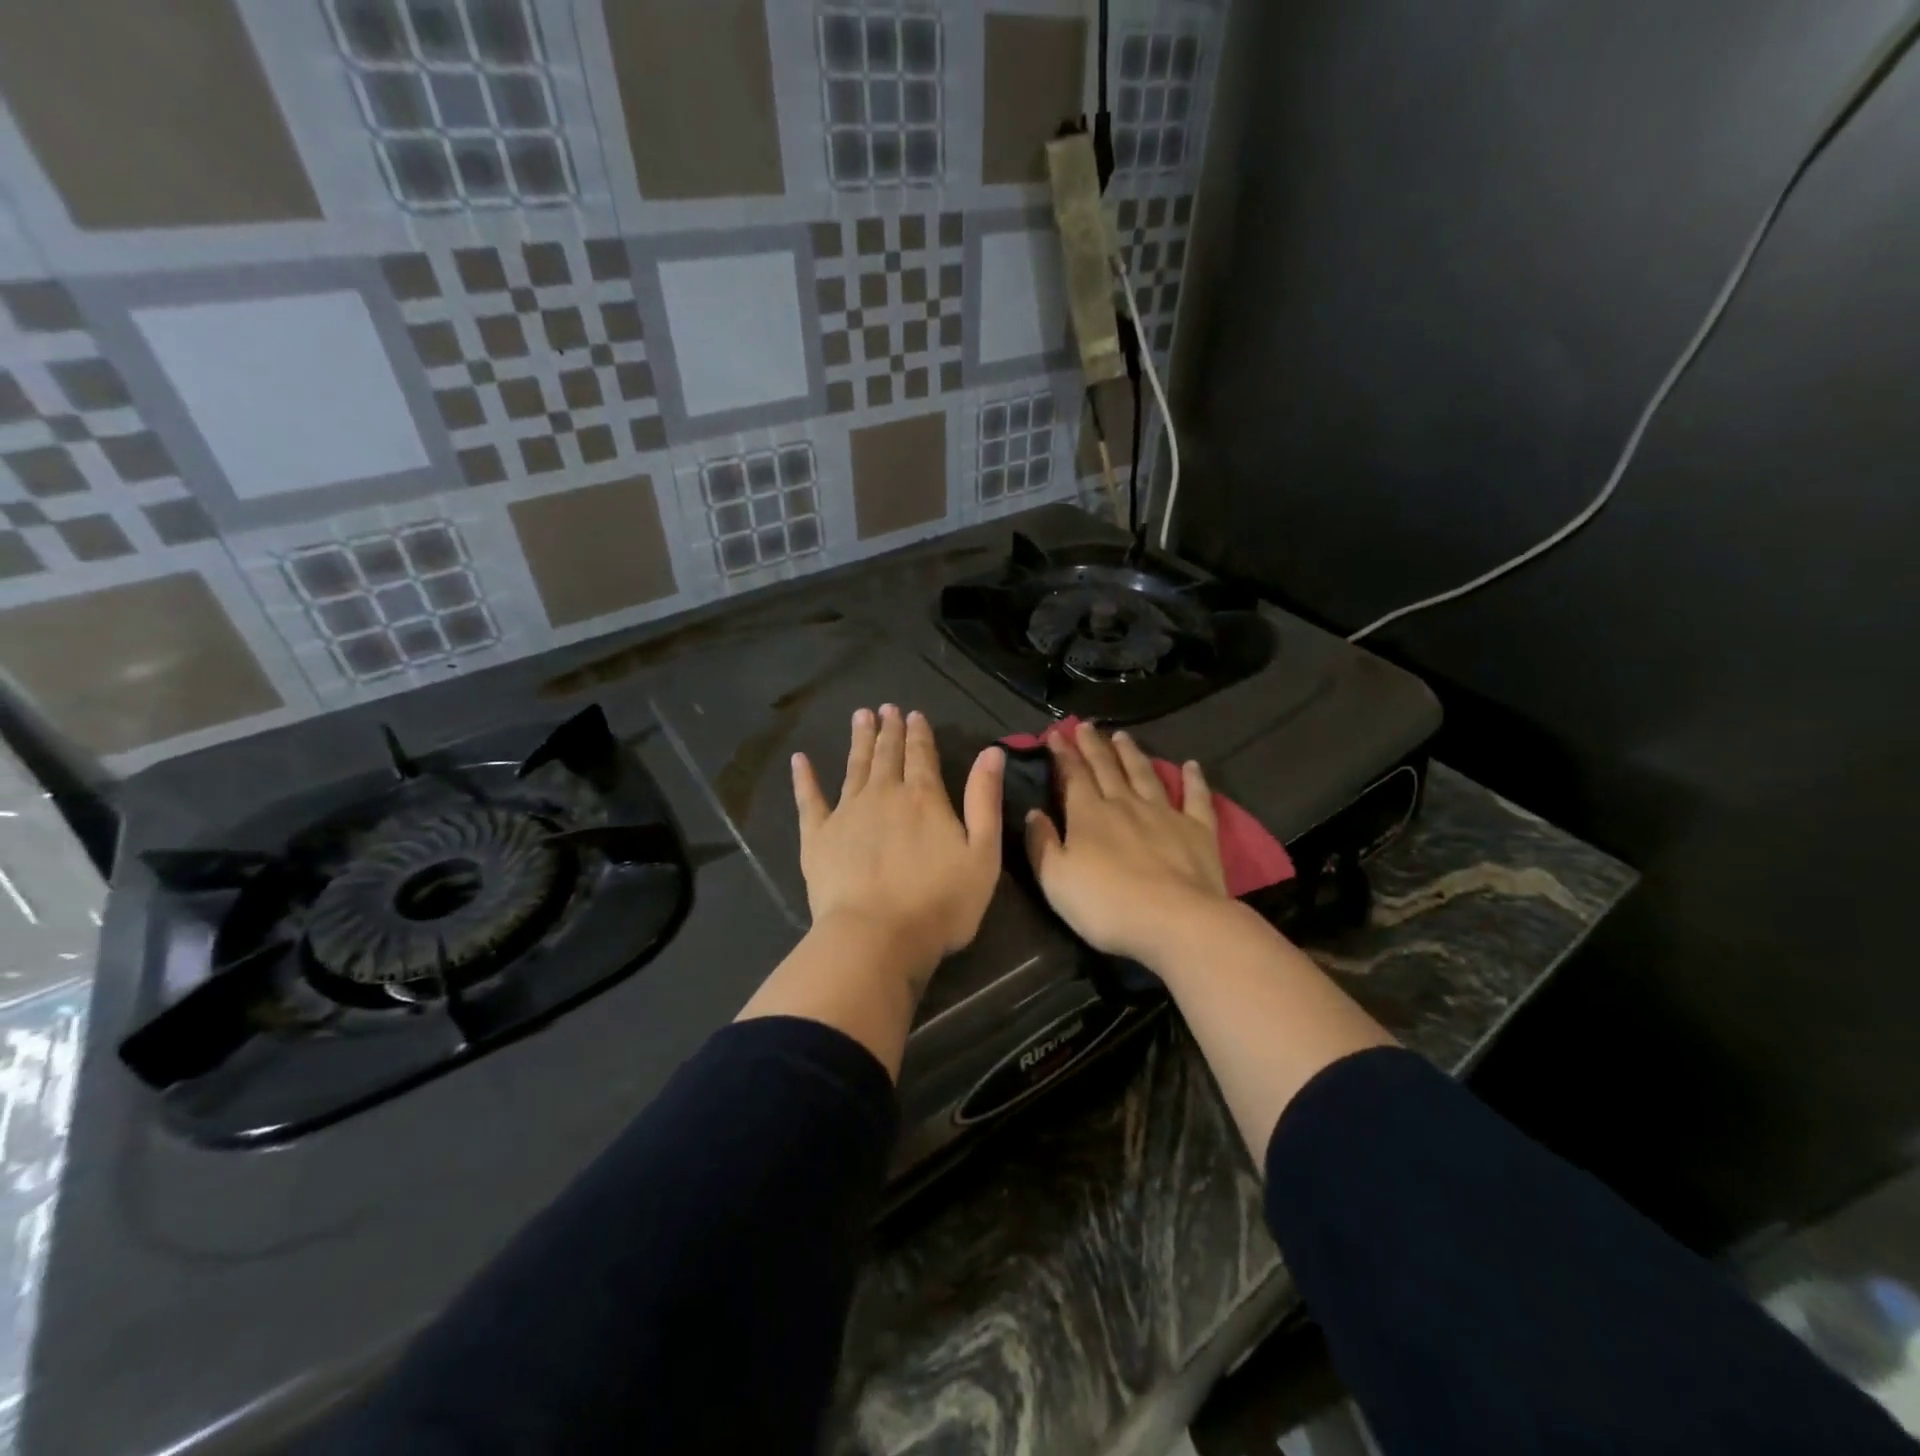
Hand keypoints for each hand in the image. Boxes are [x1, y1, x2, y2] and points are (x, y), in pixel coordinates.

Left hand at [791, 705, 1003, 986]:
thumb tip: (991, 752)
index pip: (922, 755)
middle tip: (886, 708)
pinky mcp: (817, 837)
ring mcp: (846, 813)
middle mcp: (884, 795)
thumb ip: (984, 800)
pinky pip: (809, 800)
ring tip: (860, 717)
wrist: (876, 937)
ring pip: (854, 767)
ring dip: (858, 741)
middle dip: (888, 729)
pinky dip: (804, 778)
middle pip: (887, 755)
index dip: (919, 733)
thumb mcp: (982, 854)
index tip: (914, 713)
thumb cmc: (939, 903)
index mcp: (924, 798)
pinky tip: (800, 760)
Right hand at [1024, 721, 1229, 963]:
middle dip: (1093, 746)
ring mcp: (1165, 814)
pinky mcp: (1198, 830)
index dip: (1062, 754)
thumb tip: (1034, 813)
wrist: (1176, 921)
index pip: (1073, 776)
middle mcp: (1125, 804)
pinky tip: (1191, 765)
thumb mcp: (1056, 881)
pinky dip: (1194, 779)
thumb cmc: (1107, 905)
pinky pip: (1196, 798)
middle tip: (1085, 726)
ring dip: (1132, 754)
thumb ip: (1042, 844)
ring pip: (1145, 775)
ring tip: (1122, 736)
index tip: (1055, 734)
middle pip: (1106, 768)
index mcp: (1089, 815)